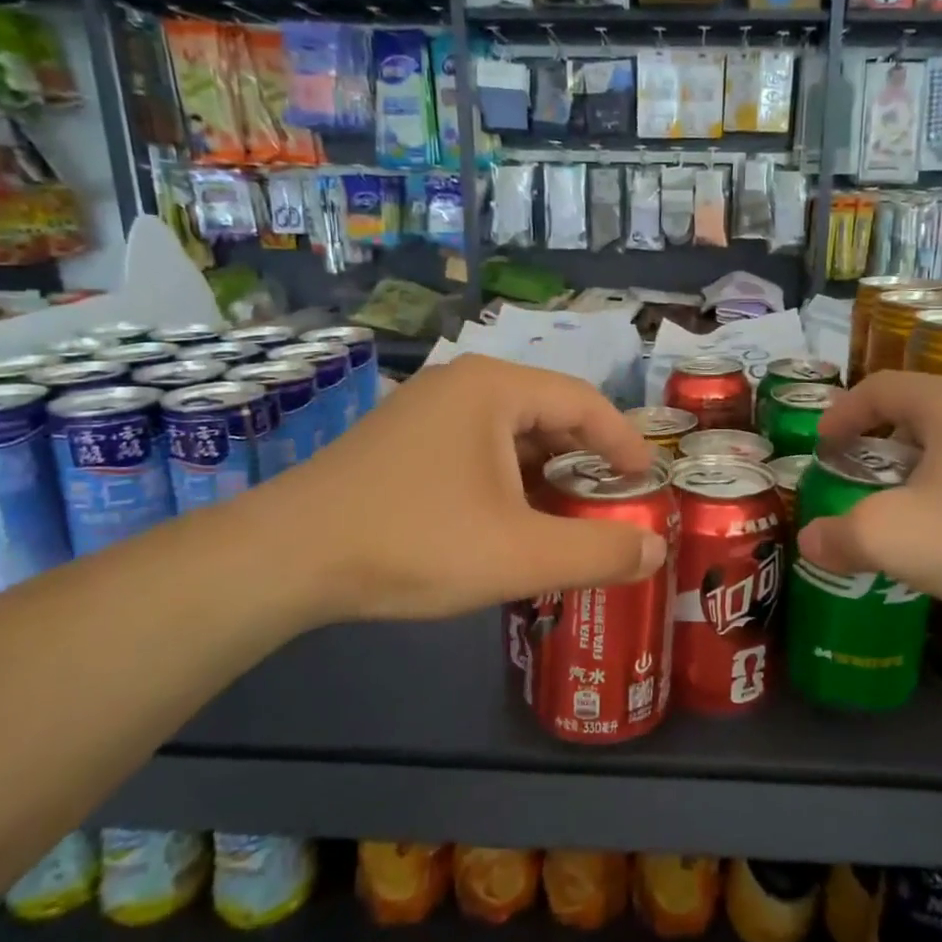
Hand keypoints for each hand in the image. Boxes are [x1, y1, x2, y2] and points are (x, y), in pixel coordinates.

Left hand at [258, 356, 666, 622]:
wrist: (286, 558)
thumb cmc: (414, 542)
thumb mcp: (521, 555)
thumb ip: (598, 552)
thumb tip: (656, 550)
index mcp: (495, 388)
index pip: (584, 402)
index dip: (624, 441)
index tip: (647, 480)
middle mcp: (461, 384)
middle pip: (547, 412)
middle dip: (585, 458)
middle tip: (612, 500)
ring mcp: (424, 409)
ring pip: (508, 433)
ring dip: (545, 471)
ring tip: (567, 514)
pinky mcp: (400, 440)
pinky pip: (474, 447)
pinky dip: (506, 478)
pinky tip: (508, 519)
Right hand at [796, 372, 941, 635]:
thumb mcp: (894, 539)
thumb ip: (839, 536)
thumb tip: (812, 540)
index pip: (879, 386)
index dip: (842, 412)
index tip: (822, 446)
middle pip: (919, 408)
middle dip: (880, 439)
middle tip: (860, 474)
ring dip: (922, 462)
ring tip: (909, 504)